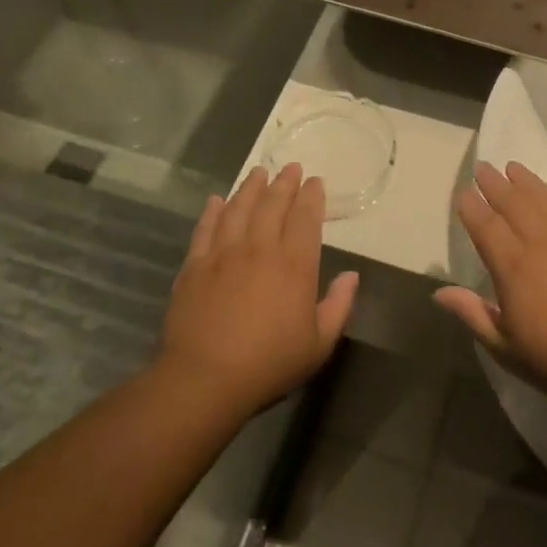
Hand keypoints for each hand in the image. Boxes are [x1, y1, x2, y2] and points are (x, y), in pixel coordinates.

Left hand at [155, 164, 358, 418]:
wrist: (205, 379)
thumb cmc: (269, 365)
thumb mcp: (318, 344)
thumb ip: (338, 306)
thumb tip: (352, 276)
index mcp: (294, 266)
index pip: (306, 219)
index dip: (312, 197)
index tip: (315, 182)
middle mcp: (259, 249)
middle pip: (273, 206)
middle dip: (284, 183)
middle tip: (290, 167)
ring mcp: (223, 254)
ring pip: (238, 209)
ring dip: (250, 188)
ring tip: (258, 172)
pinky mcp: (195, 266)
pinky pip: (205, 229)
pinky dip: (212, 212)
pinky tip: (216, 201)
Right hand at [435, 162, 546, 413]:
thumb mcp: (507, 347)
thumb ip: (473, 314)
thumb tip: (439, 292)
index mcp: (512, 268)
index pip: (485, 226)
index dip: (472, 207)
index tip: (463, 192)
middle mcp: (540, 243)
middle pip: (513, 203)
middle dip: (494, 183)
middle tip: (483, 167)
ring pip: (543, 198)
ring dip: (525, 181)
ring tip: (512, 167)